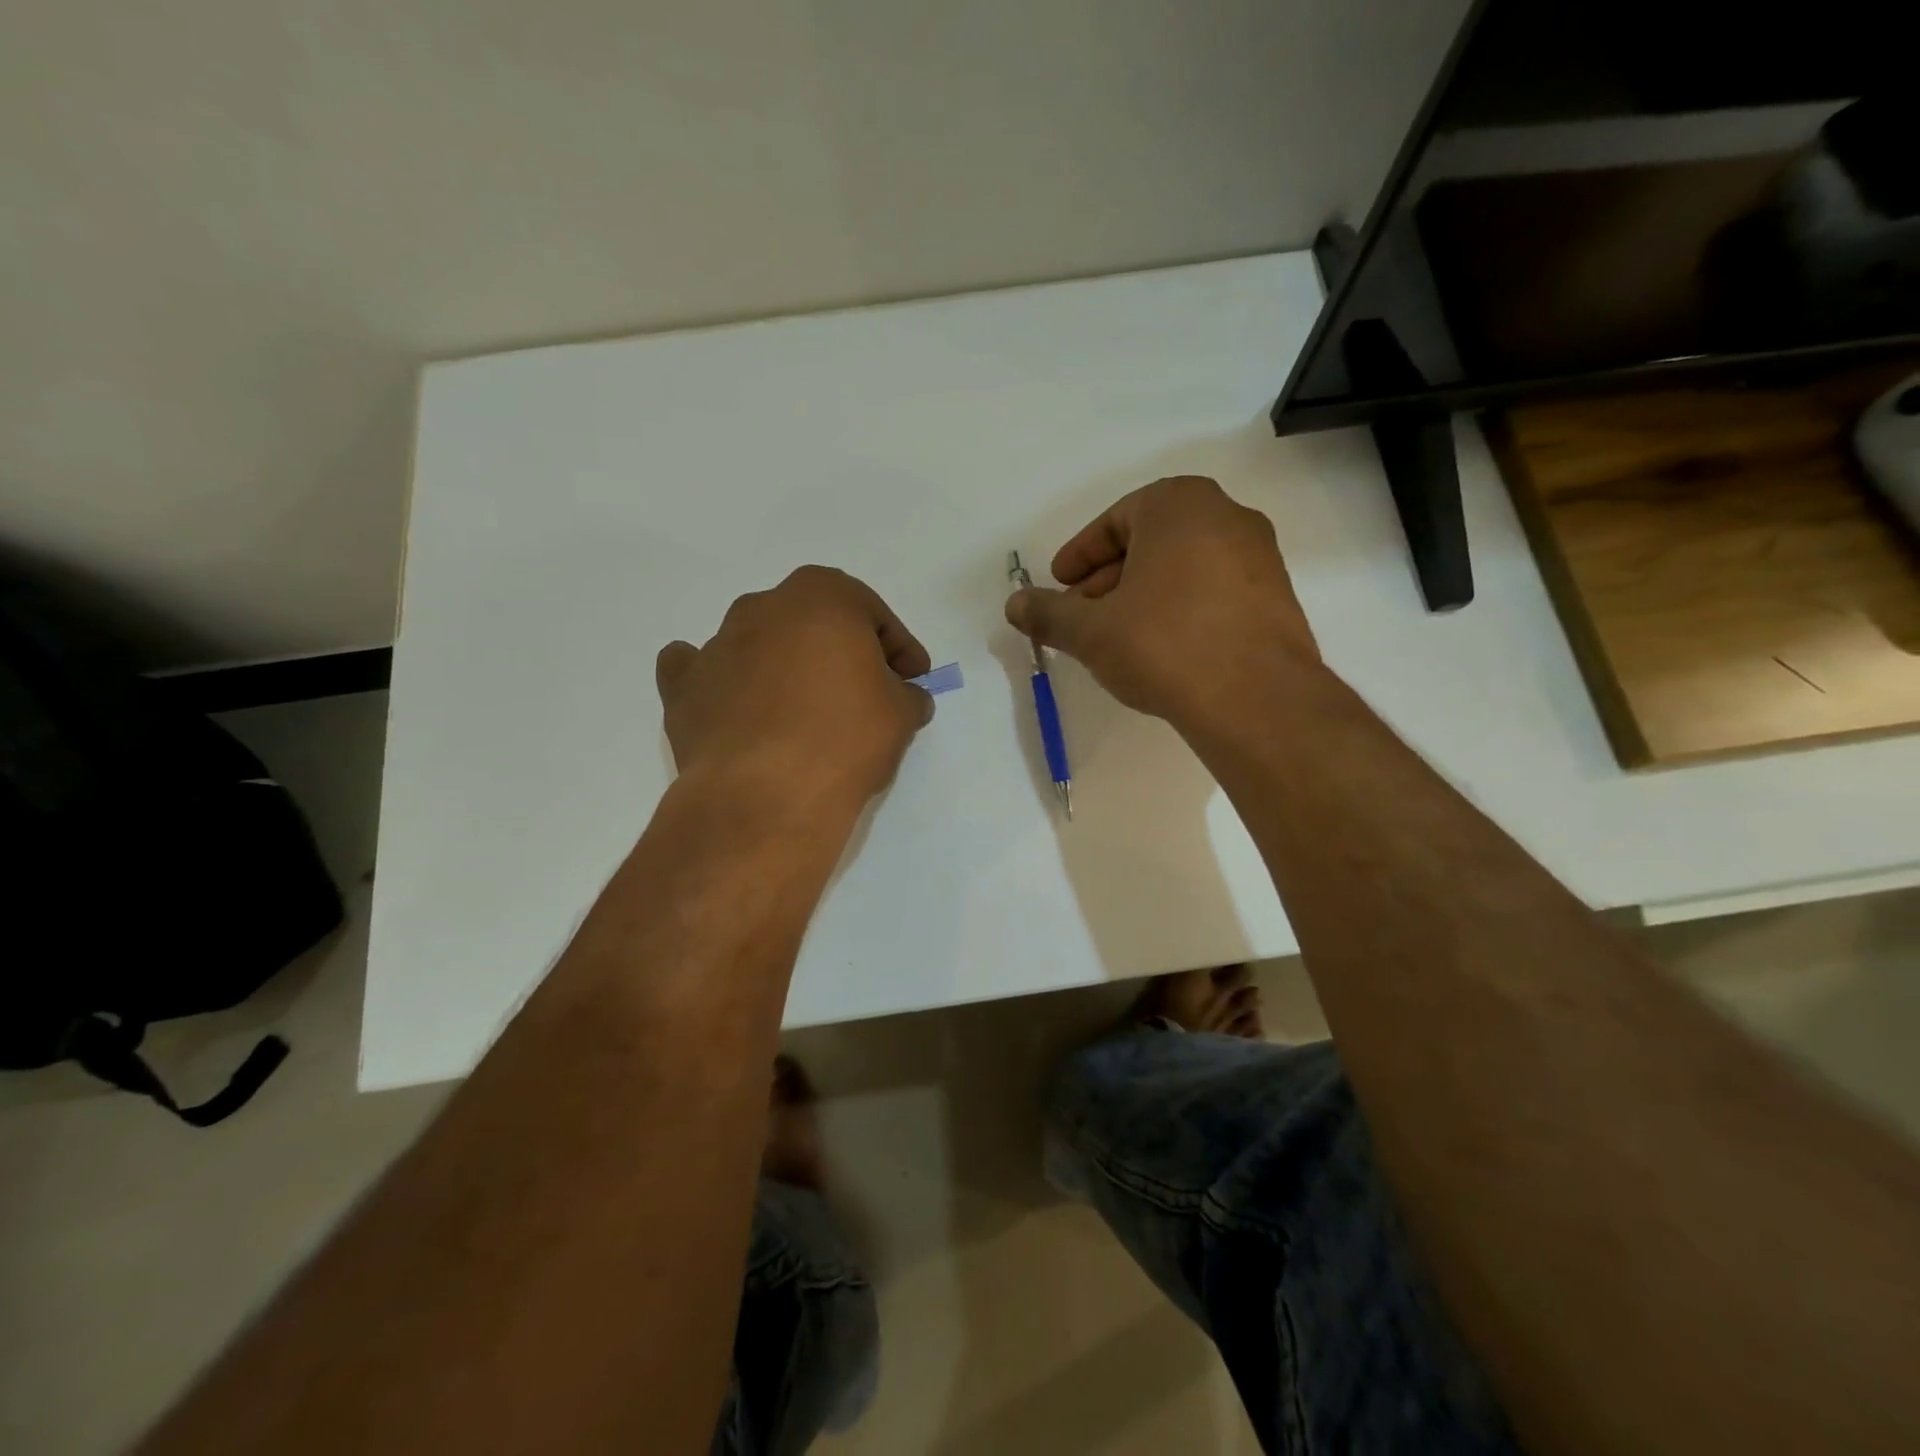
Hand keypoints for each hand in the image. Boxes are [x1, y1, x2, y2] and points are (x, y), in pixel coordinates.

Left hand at [656, 567, 933, 814]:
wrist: (764, 796)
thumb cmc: (844, 739)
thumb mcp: (901, 714)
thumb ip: (907, 694)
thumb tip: (904, 697)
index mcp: (821, 596)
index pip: (872, 614)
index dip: (899, 647)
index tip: (913, 679)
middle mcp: (763, 607)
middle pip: (814, 622)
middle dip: (841, 651)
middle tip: (864, 692)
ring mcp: (717, 644)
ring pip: (762, 644)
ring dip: (787, 668)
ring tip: (807, 714)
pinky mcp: (684, 688)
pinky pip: (705, 672)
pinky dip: (724, 682)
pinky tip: (737, 704)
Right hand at [1005, 477, 1321, 723]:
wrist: (1255, 698)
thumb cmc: (1163, 644)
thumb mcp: (1091, 630)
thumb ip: (1048, 613)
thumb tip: (1014, 604)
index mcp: (1179, 504)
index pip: (1115, 520)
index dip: (1080, 556)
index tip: (1060, 586)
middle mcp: (1227, 516)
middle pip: (1150, 541)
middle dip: (1109, 578)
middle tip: (1082, 615)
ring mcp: (1260, 556)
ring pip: (1183, 567)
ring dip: (1143, 595)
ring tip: (1117, 637)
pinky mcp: (1277, 597)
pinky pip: (1213, 590)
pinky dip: (1180, 609)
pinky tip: (1162, 650)